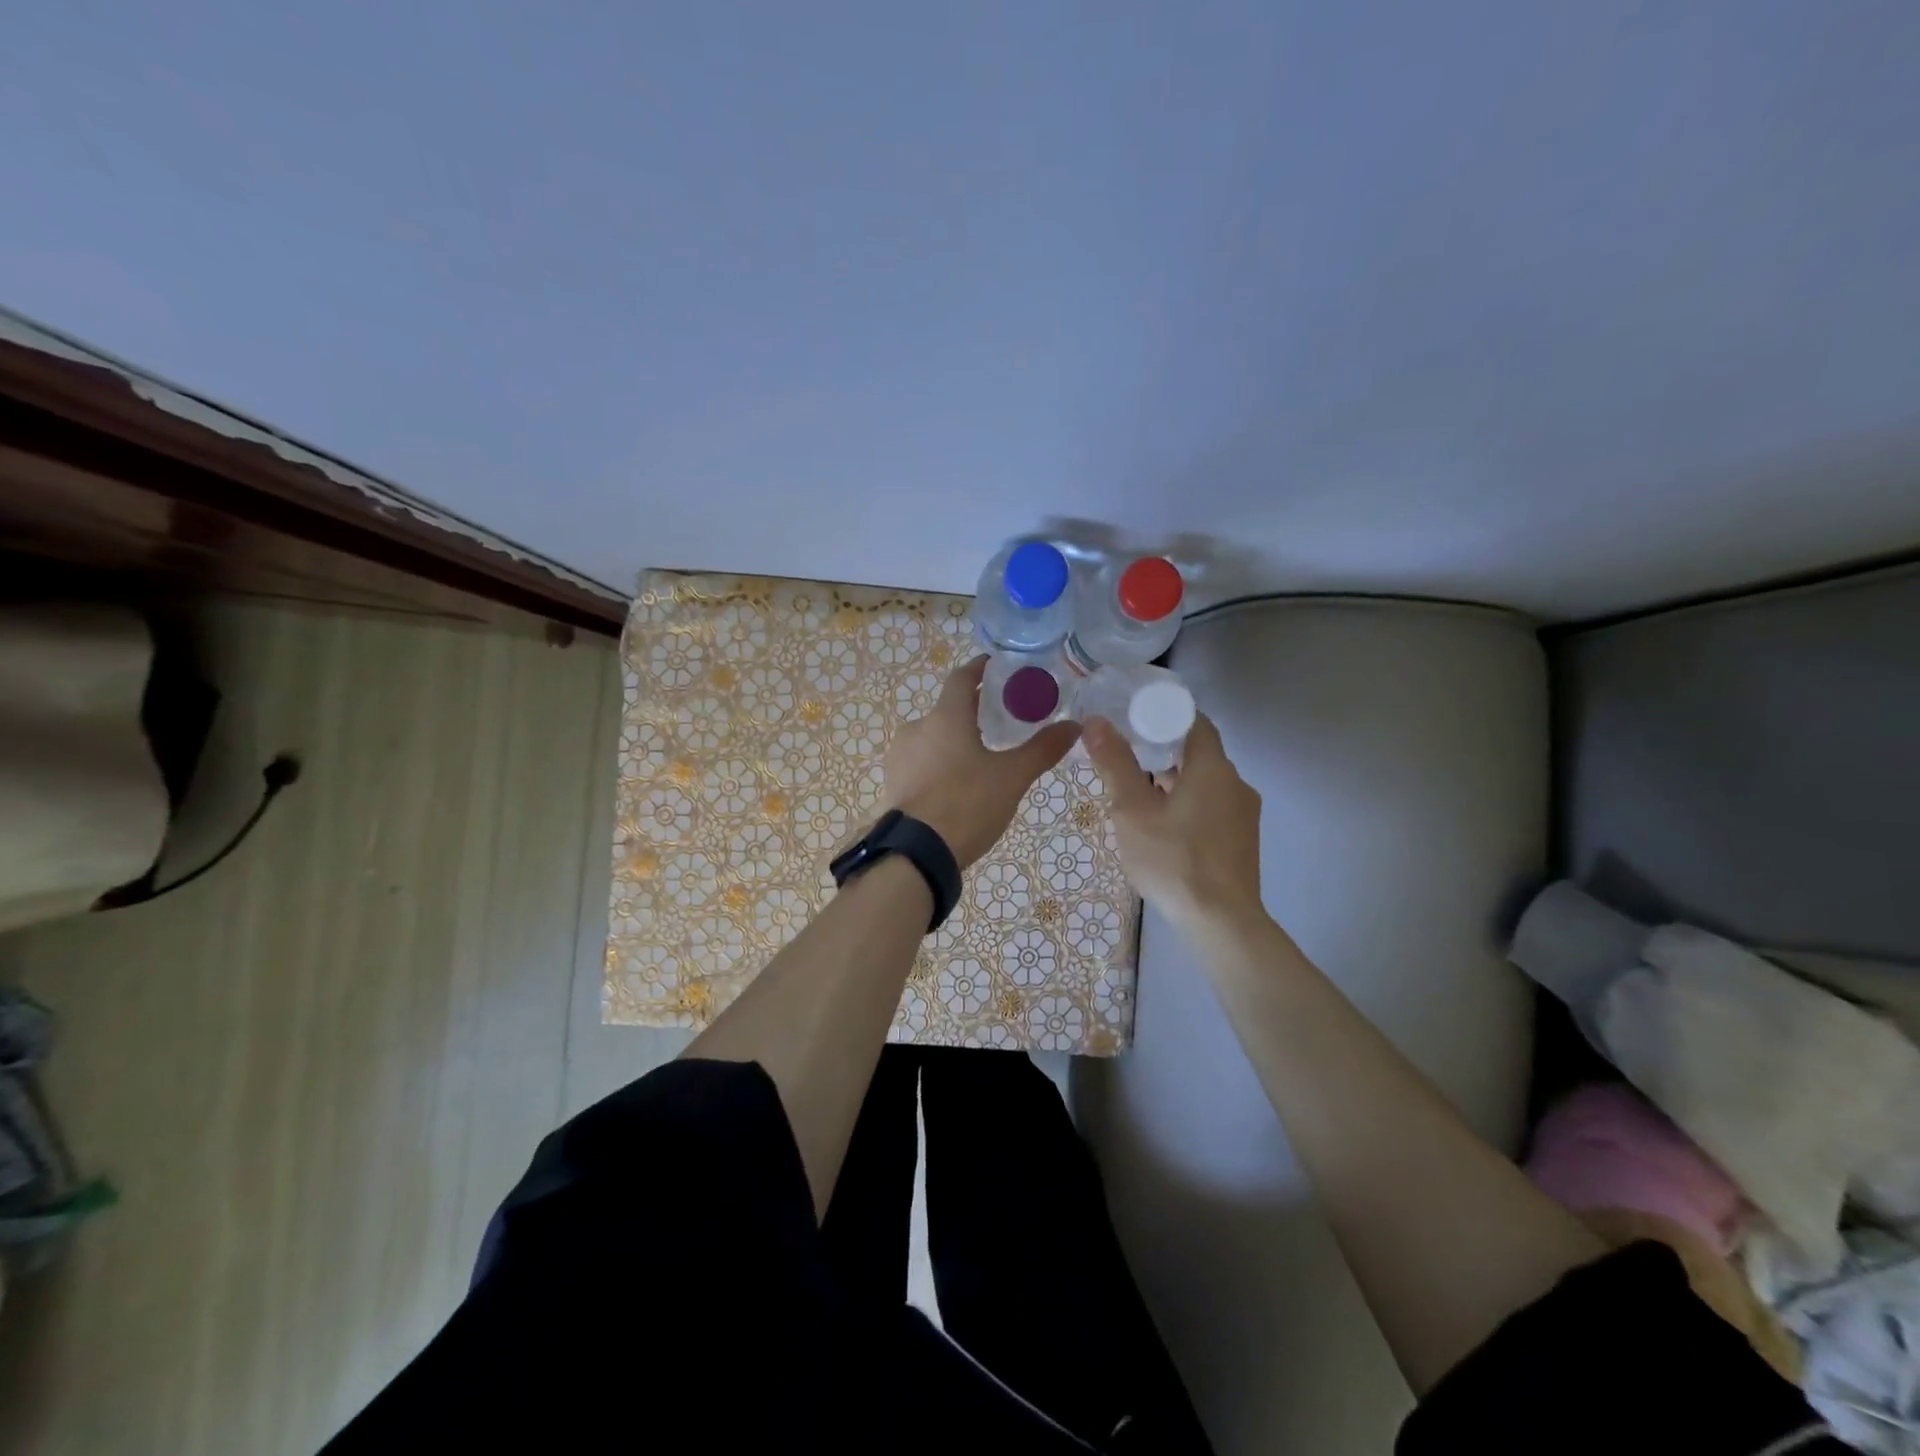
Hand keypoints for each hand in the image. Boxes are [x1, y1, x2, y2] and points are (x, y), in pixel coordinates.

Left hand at [882, 656, 1080, 866]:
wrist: (916, 853)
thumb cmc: (967, 804)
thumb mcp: (1011, 777)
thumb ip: (1042, 749)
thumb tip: (1075, 726)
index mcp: (945, 717)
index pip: (962, 678)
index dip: (981, 669)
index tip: (998, 668)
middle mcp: (917, 728)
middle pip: (949, 709)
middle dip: (974, 712)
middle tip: (1002, 721)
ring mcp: (900, 756)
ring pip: (934, 737)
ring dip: (956, 740)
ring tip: (983, 758)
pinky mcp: (894, 782)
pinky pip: (922, 762)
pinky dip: (941, 763)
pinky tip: (958, 784)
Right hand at [1083, 712, 1264, 930]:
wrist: (1221, 922)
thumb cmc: (1173, 860)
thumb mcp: (1133, 811)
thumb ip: (1115, 764)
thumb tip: (1096, 722)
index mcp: (1213, 768)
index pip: (1194, 721)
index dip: (1164, 715)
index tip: (1133, 720)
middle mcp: (1235, 783)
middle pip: (1198, 753)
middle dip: (1162, 751)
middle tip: (1125, 758)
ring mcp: (1243, 814)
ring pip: (1205, 783)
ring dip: (1174, 782)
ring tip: (1137, 795)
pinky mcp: (1242, 840)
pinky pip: (1212, 807)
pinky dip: (1187, 804)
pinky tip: (1162, 827)